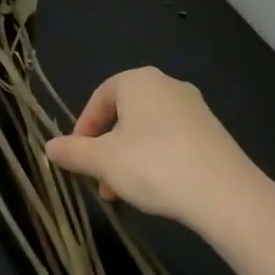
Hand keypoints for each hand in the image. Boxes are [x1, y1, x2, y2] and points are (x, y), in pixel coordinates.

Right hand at [44, 67, 259, 229]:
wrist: (226, 194)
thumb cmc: (153, 165)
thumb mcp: (103, 161)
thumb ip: (73, 152)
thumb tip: (48, 147)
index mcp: (137, 81)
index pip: (99, 98)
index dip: (83, 129)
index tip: (77, 158)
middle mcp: (167, 85)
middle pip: (124, 115)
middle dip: (107, 148)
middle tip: (100, 181)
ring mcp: (195, 108)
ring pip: (148, 130)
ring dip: (130, 158)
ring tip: (124, 194)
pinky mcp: (214, 133)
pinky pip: (173, 140)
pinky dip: (157, 160)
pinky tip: (157, 190)